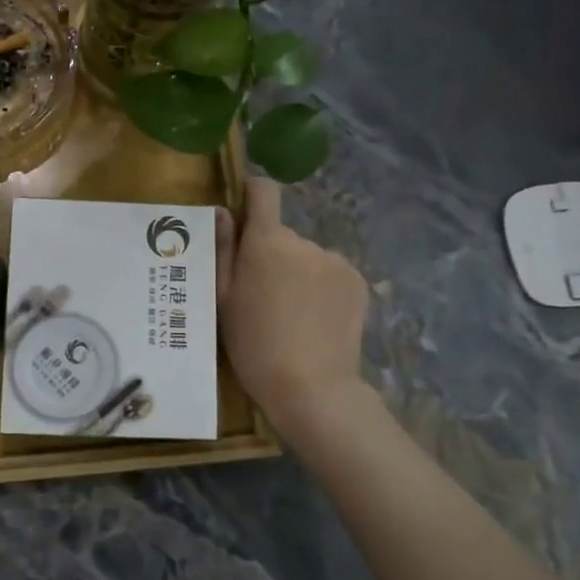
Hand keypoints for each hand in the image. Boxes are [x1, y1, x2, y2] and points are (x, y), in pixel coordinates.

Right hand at [216, 177, 370, 434]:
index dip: (252, 195)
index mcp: (267, 242)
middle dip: (271, 255)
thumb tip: (221, 210)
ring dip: (298, 273)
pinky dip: (321, 288)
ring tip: (291, 315)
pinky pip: (330, 273)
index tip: (244, 216)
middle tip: (262, 296)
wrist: (311, 388)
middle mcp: (304, 241)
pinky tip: (315, 320)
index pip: (264, 191)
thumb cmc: (253, 344)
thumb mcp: (222, 299)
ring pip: (307, 257)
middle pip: (282, 235)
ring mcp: (335, 261)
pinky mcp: (358, 281)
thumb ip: (222, 249)